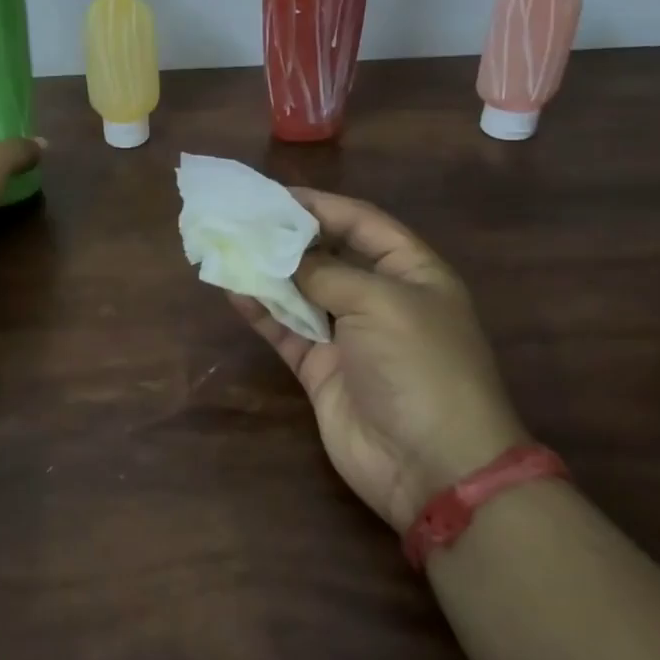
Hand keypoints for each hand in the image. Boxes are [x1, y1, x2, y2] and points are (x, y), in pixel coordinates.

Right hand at [229, 190, 526, 531]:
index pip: (362, 223)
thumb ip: (325, 272)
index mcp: (412, 273)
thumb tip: (282, 252)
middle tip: (240, 218)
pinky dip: (261, 310)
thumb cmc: (420, 367)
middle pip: (327, 255)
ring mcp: (349, 335)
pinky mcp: (321, 368)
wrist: (432, 465)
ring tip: (227, 247)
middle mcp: (380, 298)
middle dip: (286, 237)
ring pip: (300, 291)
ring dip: (267, 271)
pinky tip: (233, 289)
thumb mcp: (379, 303)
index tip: (274, 194)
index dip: (321, 205)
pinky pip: (286, 329)